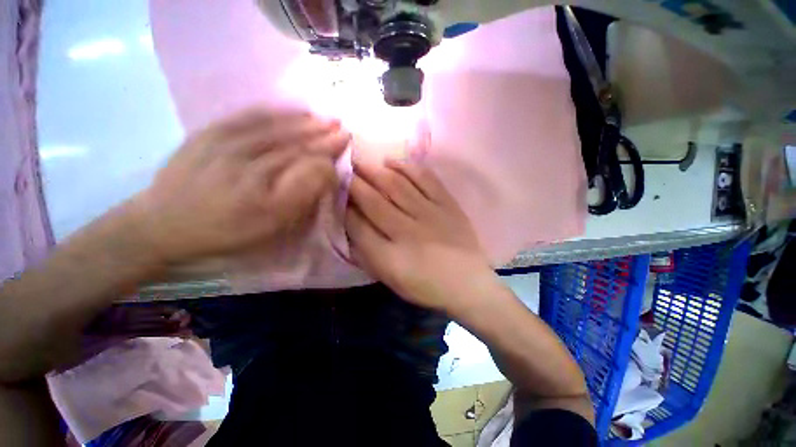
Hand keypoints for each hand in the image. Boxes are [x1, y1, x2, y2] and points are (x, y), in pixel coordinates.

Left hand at [130, 108, 349, 263]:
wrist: (163, 224)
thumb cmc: (226, 231)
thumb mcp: (272, 224)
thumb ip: (301, 195)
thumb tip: (324, 171)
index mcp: (265, 183)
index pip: (307, 160)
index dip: (329, 151)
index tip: (345, 143)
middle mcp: (248, 156)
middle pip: (293, 140)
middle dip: (321, 133)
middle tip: (341, 126)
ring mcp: (226, 141)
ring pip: (274, 126)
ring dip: (303, 121)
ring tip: (322, 118)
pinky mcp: (209, 133)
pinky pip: (246, 116)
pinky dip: (272, 110)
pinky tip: (287, 109)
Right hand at [345, 159, 497, 312]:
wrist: (467, 284)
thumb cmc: (426, 286)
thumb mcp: (390, 279)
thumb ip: (368, 254)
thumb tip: (351, 225)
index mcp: (390, 257)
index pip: (357, 225)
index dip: (344, 207)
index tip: (336, 193)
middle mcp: (407, 231)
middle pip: (373, 201)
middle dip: (354, 183)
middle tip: (342, 168)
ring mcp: (430, 214)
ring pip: (396, 185)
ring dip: (375, 171)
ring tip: (361, 161)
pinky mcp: (447, 204)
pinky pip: (425, 179)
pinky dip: (407, 167)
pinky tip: (392, 162)